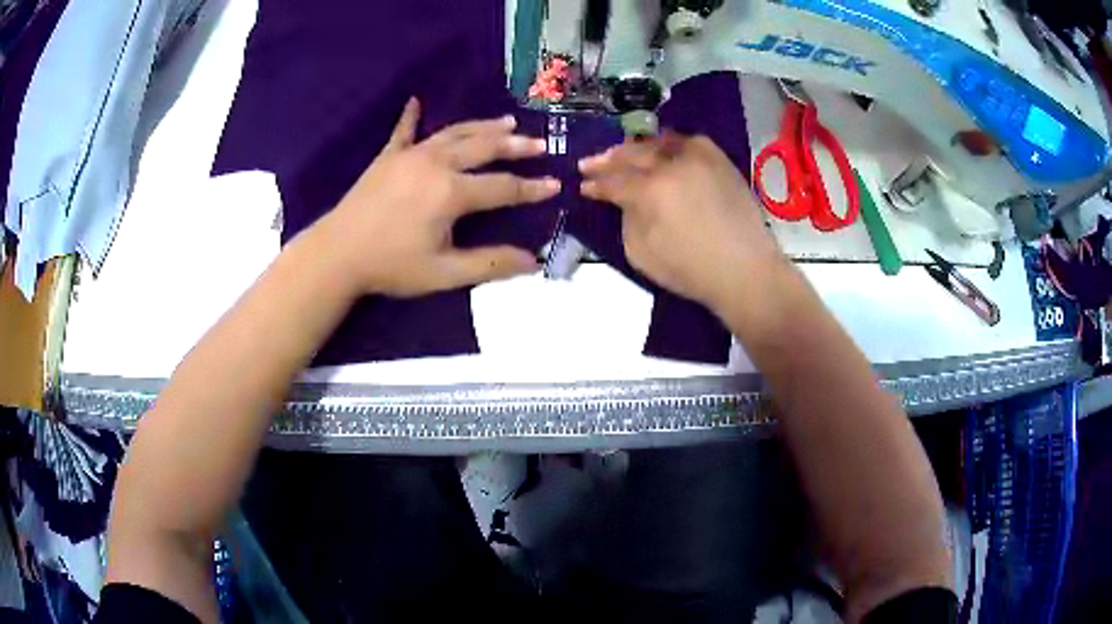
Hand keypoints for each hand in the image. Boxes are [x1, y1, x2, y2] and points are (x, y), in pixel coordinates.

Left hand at [312, 98, 559, 297]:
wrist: (337, 254)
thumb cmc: (391, 266)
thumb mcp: (444, 273)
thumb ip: (490, 265)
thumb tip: (533, 262)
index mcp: (452, 193)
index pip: (503, 187)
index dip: (532, 188)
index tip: (557, 184)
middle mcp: (437, 164)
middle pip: (484, 148)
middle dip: (515, 146)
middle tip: (539, 143)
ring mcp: (410, 155)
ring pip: (455, 133)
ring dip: (483, 126)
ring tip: (508, 121)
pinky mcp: (388, 156)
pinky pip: (404, 131)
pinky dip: (411, 116)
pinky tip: (416, 101)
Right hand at [579, 132, 782, 311]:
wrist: (745, 269)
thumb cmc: (691, 270)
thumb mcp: (641, 254)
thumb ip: (627, 219)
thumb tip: (626, 201)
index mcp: (651, 190)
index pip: (614, 181)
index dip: (596, 184)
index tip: (583, 185)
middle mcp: (673, 164)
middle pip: (633, 154)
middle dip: (609, 159)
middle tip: (591, 163)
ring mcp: (699, 157)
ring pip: (659, 142)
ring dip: (637, 148)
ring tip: (623, 154)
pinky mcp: (719, 160)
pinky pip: (688, 142)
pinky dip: (670, 144)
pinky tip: (662, 150)